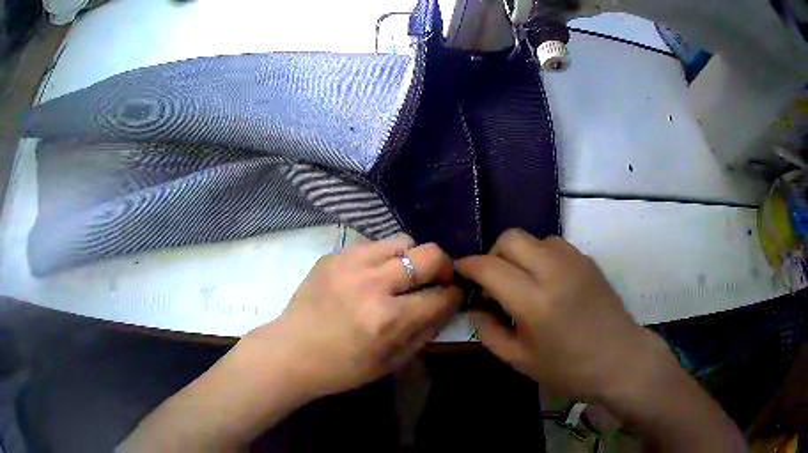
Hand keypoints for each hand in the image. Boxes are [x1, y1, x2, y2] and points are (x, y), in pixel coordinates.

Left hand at [247, 234, 461, 399]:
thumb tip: (446, 305)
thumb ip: (425, 331)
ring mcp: (350, 264)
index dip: (454, 295)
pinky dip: (383, 258)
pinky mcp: (333, 255)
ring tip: (402, 276)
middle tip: (435, 281)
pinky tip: (372, 276)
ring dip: (412, 258)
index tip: (451, 297)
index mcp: (389, 319)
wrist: (290, 352)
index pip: (441, 295)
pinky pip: (373, 245)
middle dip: (443, 268)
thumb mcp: (392, 362)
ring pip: (402, 241)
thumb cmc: (342, 368)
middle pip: (430, 255)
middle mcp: (373, 284)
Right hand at [455, 229, 667, 401]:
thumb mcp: (520, 360)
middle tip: (493, 281)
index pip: (489, 267)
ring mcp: (574, 261)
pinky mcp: (587, 260)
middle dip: (493, 254)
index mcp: (534, 301)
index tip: (460, 272)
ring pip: (533, 238)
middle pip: (510, 238)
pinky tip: (546, 280)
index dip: (468, 266)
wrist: (620, 359)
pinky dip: (540, 255)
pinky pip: (554, 244)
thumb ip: (489, 331)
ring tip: (522, 281)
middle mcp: (554, 271)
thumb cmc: (569, 369)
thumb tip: (476, 306)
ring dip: (519, 254)